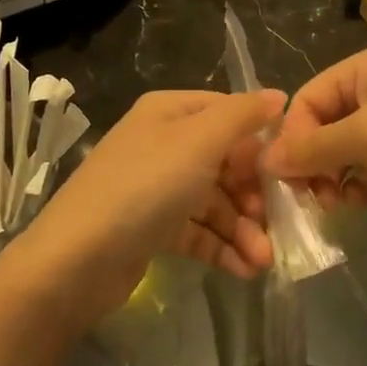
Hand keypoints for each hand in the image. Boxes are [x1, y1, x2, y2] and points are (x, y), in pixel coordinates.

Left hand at [0, 89, 284, 321]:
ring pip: (214, 202)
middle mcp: (164, 144)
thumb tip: (278, 95)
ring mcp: (157, 187)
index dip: (261, 140)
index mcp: (170, 112)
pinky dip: (222, 247)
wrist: (77, 259)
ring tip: (263, 261)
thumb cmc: (145, 186)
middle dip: (254, 196)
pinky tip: (245, 270)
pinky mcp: (153, 228)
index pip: (229, 114)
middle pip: (226, 162)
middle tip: (278, 226)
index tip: (289, 171)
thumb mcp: (199, 140)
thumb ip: (242, 115)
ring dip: (243, 229)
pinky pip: (198, 231)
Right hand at [264, 47, 366, 236]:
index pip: (307, 98)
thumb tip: (264, 161)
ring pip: (341, 151)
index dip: (292, 136)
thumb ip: (312, 148)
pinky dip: (356, 185)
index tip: (287, 176)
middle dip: (312, 161)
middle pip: (322, 125)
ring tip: (336, 203)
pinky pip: (365, 169)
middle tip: (310, 196)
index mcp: (366, 68)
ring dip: (331, 178)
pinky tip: (361, 202)